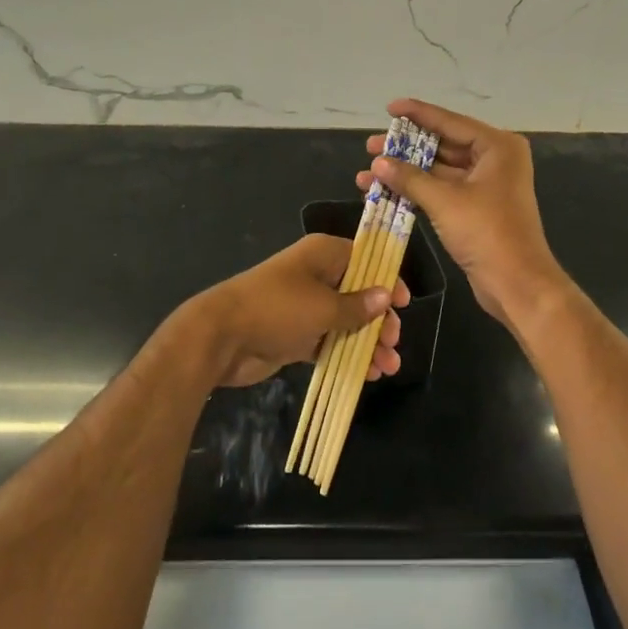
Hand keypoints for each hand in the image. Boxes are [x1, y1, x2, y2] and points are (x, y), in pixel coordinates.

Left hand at [186, 234, 408, 388]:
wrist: (222, 337)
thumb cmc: (277, 309)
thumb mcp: (323, 307)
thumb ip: (357, 306)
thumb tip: (386, 296)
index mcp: (323, 254)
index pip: (365, 258)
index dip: (386, 278)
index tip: (404, 303)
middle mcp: (316, 275)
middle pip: (358, 292)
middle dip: (379, 318)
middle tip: (393, 341)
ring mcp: (306, 306)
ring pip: (346, 321)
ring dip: (367, 342)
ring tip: (388, 367)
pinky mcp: (296, 334)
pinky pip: (330, 342)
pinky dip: (347, 354)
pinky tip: (368, 374)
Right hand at [359, 99, 568, 334]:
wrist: (518, 285)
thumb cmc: (487, 233)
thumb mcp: (444, 201)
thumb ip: (409, 178)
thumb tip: (377, 162)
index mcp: (496, 147)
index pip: (450, 122)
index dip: (417, 114)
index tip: (389, 108)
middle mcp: (494, 160)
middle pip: (443, 145)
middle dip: (405, 148)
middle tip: (371, 145)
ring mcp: (485, 185)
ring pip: (439, 170)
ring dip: (406, 172)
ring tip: (369, 171)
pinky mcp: (476, 208)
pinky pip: (442, 190)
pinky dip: (417, 190)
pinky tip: (386, 191)